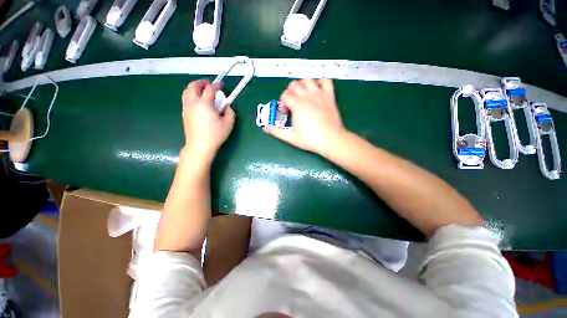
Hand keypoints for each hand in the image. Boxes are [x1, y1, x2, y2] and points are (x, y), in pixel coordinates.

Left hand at [181, 80, 235, 160]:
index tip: (221, 85)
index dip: (216, 85)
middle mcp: (193, 103)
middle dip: (201, 82)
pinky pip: (186, 99)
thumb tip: (227, 106)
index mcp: (204, 104)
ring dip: (195, 88)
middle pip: (193, 86)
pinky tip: (199, 102)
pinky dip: (192, 95)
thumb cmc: (215, 135)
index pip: (209, 89)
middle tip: (209, 85)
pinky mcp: (184, 114)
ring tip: (203, 91)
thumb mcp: (228, 124)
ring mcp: (186, 108)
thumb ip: (230, 112)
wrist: (200, 146)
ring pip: (187, 92)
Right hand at [264, 78, 345, 153]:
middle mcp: (308, 96)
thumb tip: (265, 128)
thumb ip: (277, 131)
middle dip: (290, 91)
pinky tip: (317, 89)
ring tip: (302, 94)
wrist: (331, 140)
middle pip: (294, 84)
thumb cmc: (310, 139)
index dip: (282, 102)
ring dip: (302, 84)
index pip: (285, 95)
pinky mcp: (330, 96)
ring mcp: (320, 95)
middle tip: (291, 102)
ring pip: (308, 79)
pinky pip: (326, 81)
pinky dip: (321, 82)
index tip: (285, 111)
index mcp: (297, 105)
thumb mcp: (291, 137)